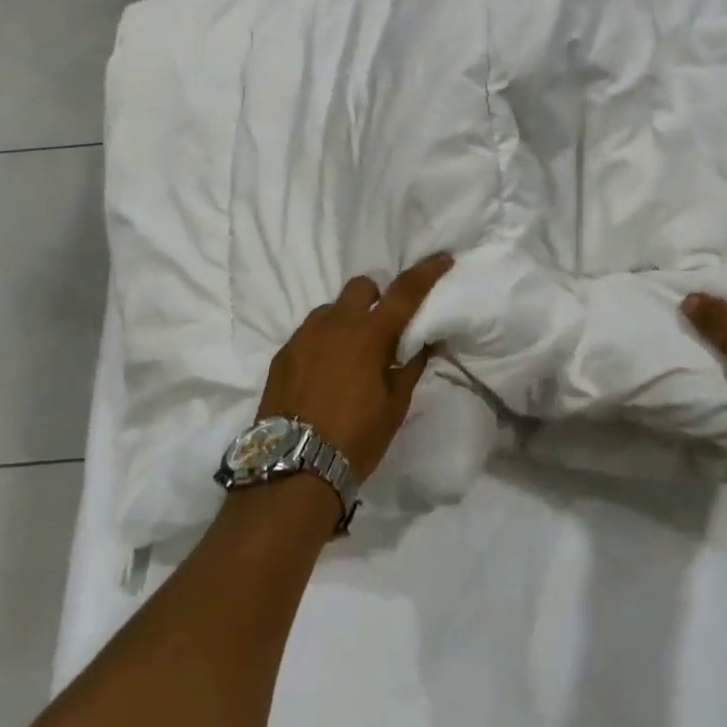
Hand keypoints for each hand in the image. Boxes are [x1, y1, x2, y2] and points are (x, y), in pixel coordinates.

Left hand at [257, 254, 453, 478]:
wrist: (293, 468)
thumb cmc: (356, 437)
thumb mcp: (395, 405)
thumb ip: (411, 366)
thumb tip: (427, 341)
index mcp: (370, 334)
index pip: (405, 291)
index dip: (427, 272)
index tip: (442, 258)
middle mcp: (336, 323)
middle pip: (362, 287)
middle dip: (377, 297)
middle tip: (385, 326)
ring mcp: (304, 336)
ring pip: (331, 309)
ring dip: (347, 320)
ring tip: (351, 353)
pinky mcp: (283, 353)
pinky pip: (309, 332)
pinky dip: (324, 341)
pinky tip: (325, 371)